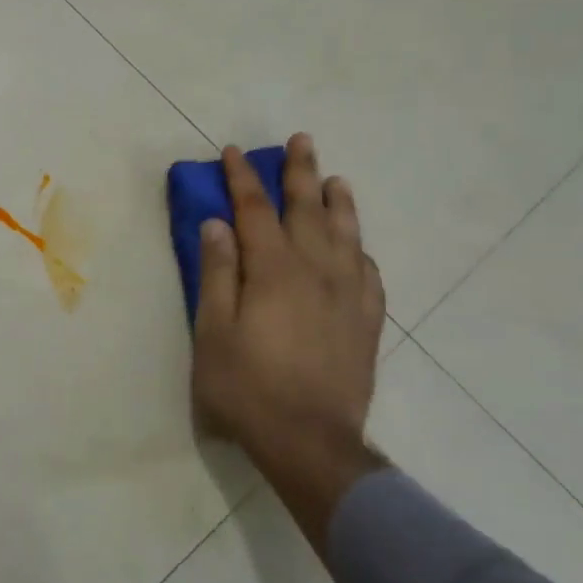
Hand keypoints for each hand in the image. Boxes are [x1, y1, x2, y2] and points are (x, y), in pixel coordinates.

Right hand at [192, 136, 387, 550]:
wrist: (310, 441)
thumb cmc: (247, 386)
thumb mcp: (213, 331)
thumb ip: (217, 273)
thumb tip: (216, 224)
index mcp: (273, 270)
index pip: (254, 210)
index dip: (242, 178)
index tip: (234, 151)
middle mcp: (316, 271)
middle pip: (308, 210)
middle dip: (300, 173)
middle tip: (301, 141)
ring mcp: (348, 296)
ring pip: (346, 235)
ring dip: (338, 203)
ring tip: (335, 181)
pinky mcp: (366, 322)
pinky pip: (369, 273)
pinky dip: (360, 251)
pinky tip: (357, 247)